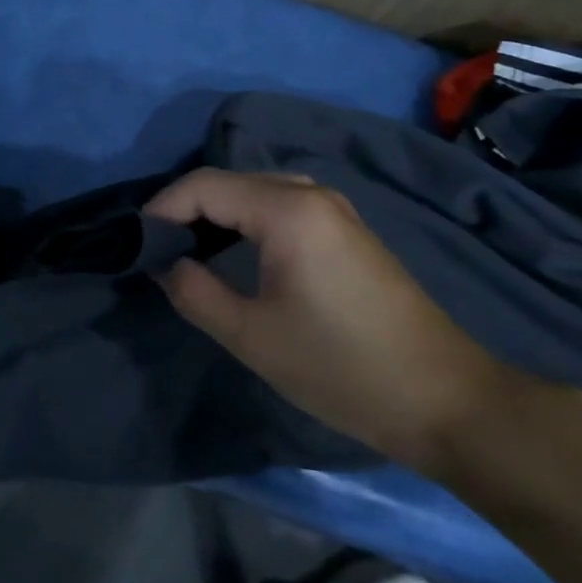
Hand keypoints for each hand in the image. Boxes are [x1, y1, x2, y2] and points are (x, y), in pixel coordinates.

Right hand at [145, 168, 519, 472]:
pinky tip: (232, 252)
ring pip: (253, 191)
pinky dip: (244, 220)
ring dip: (214, 214)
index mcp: (287, 210)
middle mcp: (310, 194)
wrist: (446, 401)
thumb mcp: (251, 336)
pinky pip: (279, 205)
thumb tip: (165, 264)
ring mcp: (334, 209)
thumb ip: (194, 292)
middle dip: (184, 210)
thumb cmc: (342, 368)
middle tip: (155, 252)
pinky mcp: (345, 230)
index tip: (135, 246)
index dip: (160, 210)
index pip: (202, 186)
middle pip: (227, 182)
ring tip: (186, 251)